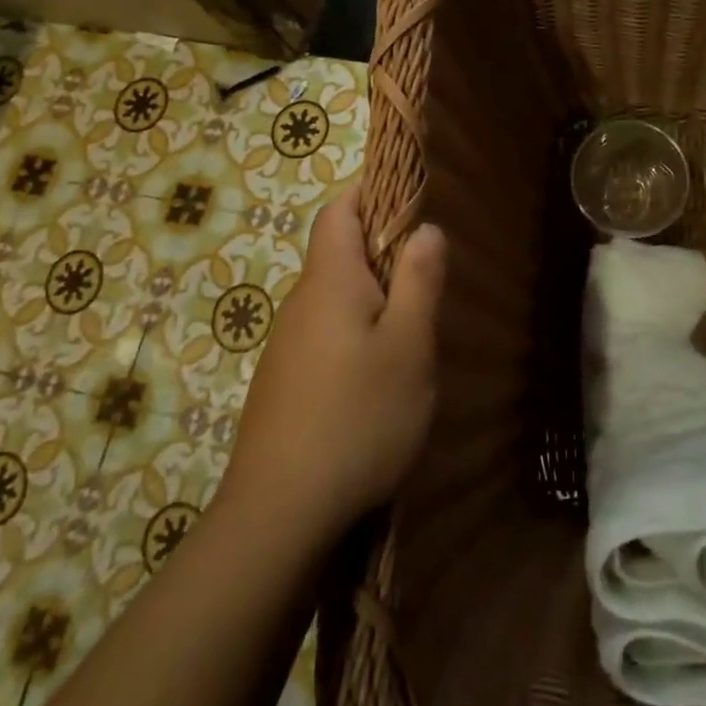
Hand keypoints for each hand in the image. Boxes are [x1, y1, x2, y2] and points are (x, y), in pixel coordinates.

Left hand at [216, 191, 445, 544]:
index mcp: (331, 280)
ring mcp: (288, 344)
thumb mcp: (407, 346)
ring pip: (335, 299)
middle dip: (382, 253)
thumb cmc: (357, 417)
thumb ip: (419, 281)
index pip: (339, 210)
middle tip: (427, 280)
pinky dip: (355, 336)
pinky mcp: (284, 382)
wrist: (278, 513)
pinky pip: (325, 336)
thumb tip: (426, 228)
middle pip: (338, 253)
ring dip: (372, 300)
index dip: (369, 192)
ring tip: (411, 336)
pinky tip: (377, 382)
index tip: (408, 199)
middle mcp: (301, 302)